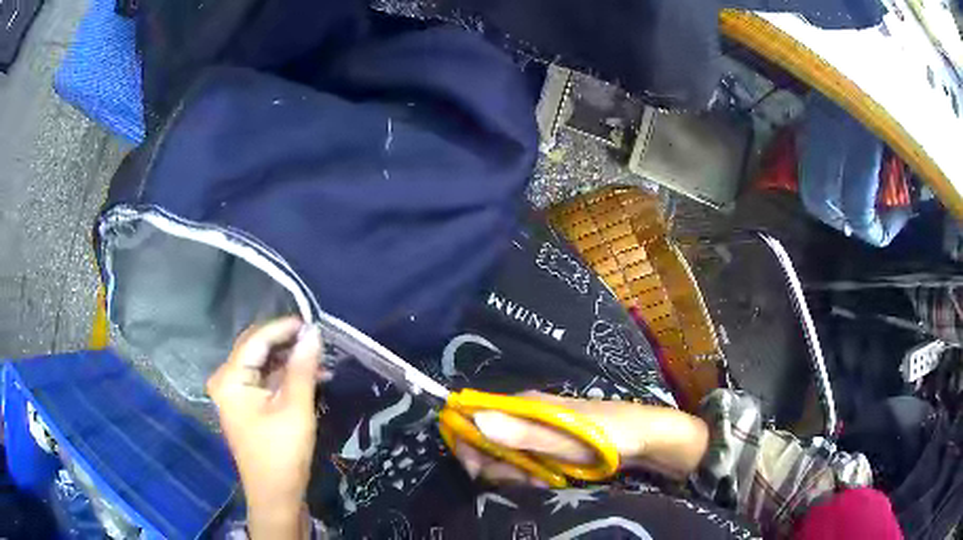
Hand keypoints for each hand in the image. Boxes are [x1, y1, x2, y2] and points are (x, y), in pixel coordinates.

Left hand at [207, 317, 322, 538]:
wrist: (276, 495)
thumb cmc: (282, 452)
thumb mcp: (296, 407)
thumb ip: (302, 367)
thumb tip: (313, 332)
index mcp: (230, 378)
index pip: (256, 340)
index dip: (284, 328)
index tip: (313, 322)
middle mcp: (227, 380)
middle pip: (257, 350)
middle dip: (288, 344)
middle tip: (318, 340)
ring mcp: (236, 394)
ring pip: (264, 365)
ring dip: (290, 361)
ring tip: (320, 360)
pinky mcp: (247, 406)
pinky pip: (266, 381)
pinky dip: (286, 377)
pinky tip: (310, 377)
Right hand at [455, 392, 707, 485]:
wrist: (645, 439)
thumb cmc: (606, 435)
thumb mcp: (564, 438)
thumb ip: (522, 433)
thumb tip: (476, 419)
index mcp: (523, 405)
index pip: (474, 418)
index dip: (469, 444)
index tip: (481, 471)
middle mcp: (524, 415)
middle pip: (488, 441)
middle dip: (498, 466)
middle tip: (526, 479)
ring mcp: (537, 431)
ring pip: (505, 455)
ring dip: (516, 473)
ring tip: (543, 480)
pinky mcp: (549, 445)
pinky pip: (524, 461)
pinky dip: (530, 474)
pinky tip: (548, 480)